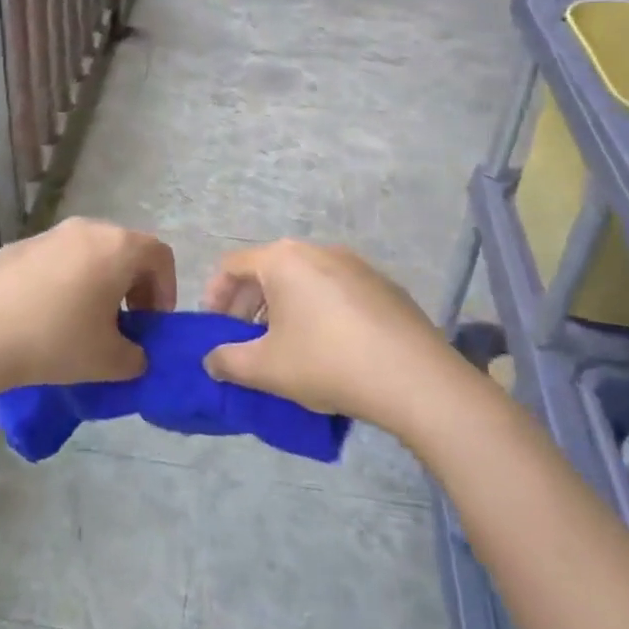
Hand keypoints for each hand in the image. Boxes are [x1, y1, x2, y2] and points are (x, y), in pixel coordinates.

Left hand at [0, 217, 172, 393]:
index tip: (152, 324)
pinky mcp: (18, 246)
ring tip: (84, 322)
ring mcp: (49, 234)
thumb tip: (134, 354)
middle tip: (124, 325)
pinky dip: (65, 280)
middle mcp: (86, 229)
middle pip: (124, 249)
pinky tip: (46, 316)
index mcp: (117, 247)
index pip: (160, 255)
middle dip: (132, 286)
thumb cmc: (55, 341)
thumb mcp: (109, 362)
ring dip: (98, 282)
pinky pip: (56, 259)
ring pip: (88, 252)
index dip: (166, 289)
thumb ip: (136, 357)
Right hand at [200, 240, 449, 424]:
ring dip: (283, 308)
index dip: (214, 295)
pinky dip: (318, 310)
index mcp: (282, 259)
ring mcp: (355, 264)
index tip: (213, 328)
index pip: (232, 266)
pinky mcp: (384, 286)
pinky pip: (336, 290)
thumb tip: (211, 361)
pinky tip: (329, 348)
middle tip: (244, 340)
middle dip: (248, 304)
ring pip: (303, 280)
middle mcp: (317, 250)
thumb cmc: (328, 362)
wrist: (417, 379)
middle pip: (268, 269)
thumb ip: (228, 362)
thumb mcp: (267, 369)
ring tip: (285, 346)